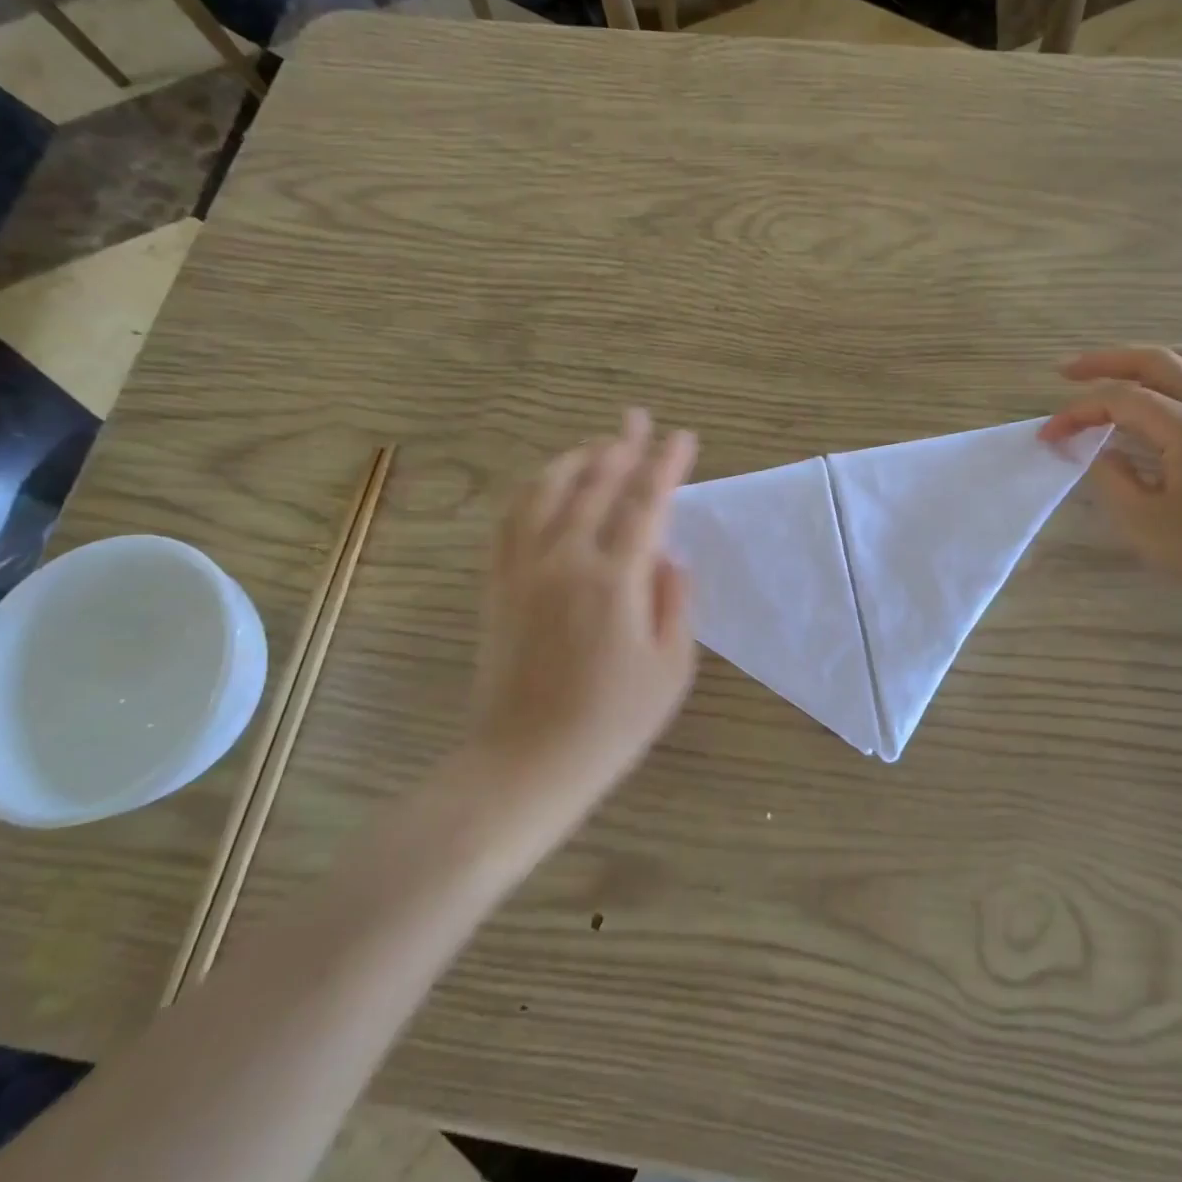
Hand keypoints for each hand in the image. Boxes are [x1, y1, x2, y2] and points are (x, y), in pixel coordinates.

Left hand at [469, 409, 697, 821]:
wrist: (525, 763)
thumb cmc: (611, 723)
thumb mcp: (672, 668)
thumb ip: (676, 602)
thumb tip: (668, 556)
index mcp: (615, 579)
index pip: (646, 503)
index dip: (667, 465)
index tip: (683, 438)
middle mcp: (566, 560)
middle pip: (595, 484)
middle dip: (621, 446)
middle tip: (638, 419)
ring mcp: (524, 569)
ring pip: (546, 492)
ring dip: (575, 460)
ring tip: (597, 446)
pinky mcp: (498, 585)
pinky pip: (511, 520)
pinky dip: (532, 490)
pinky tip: (545, 485)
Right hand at [1040, 347, 1181, 616]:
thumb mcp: (1139, 519)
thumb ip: (1110, 475)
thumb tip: (1101, 451)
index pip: (1121, 400)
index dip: (1078, 411)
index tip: (1049, 435)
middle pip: (1157, 362)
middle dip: (1106, 362)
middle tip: (1067, 372)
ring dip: (1146, 361)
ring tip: (1114, 374)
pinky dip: (1176, 374)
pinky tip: (1158, 396)